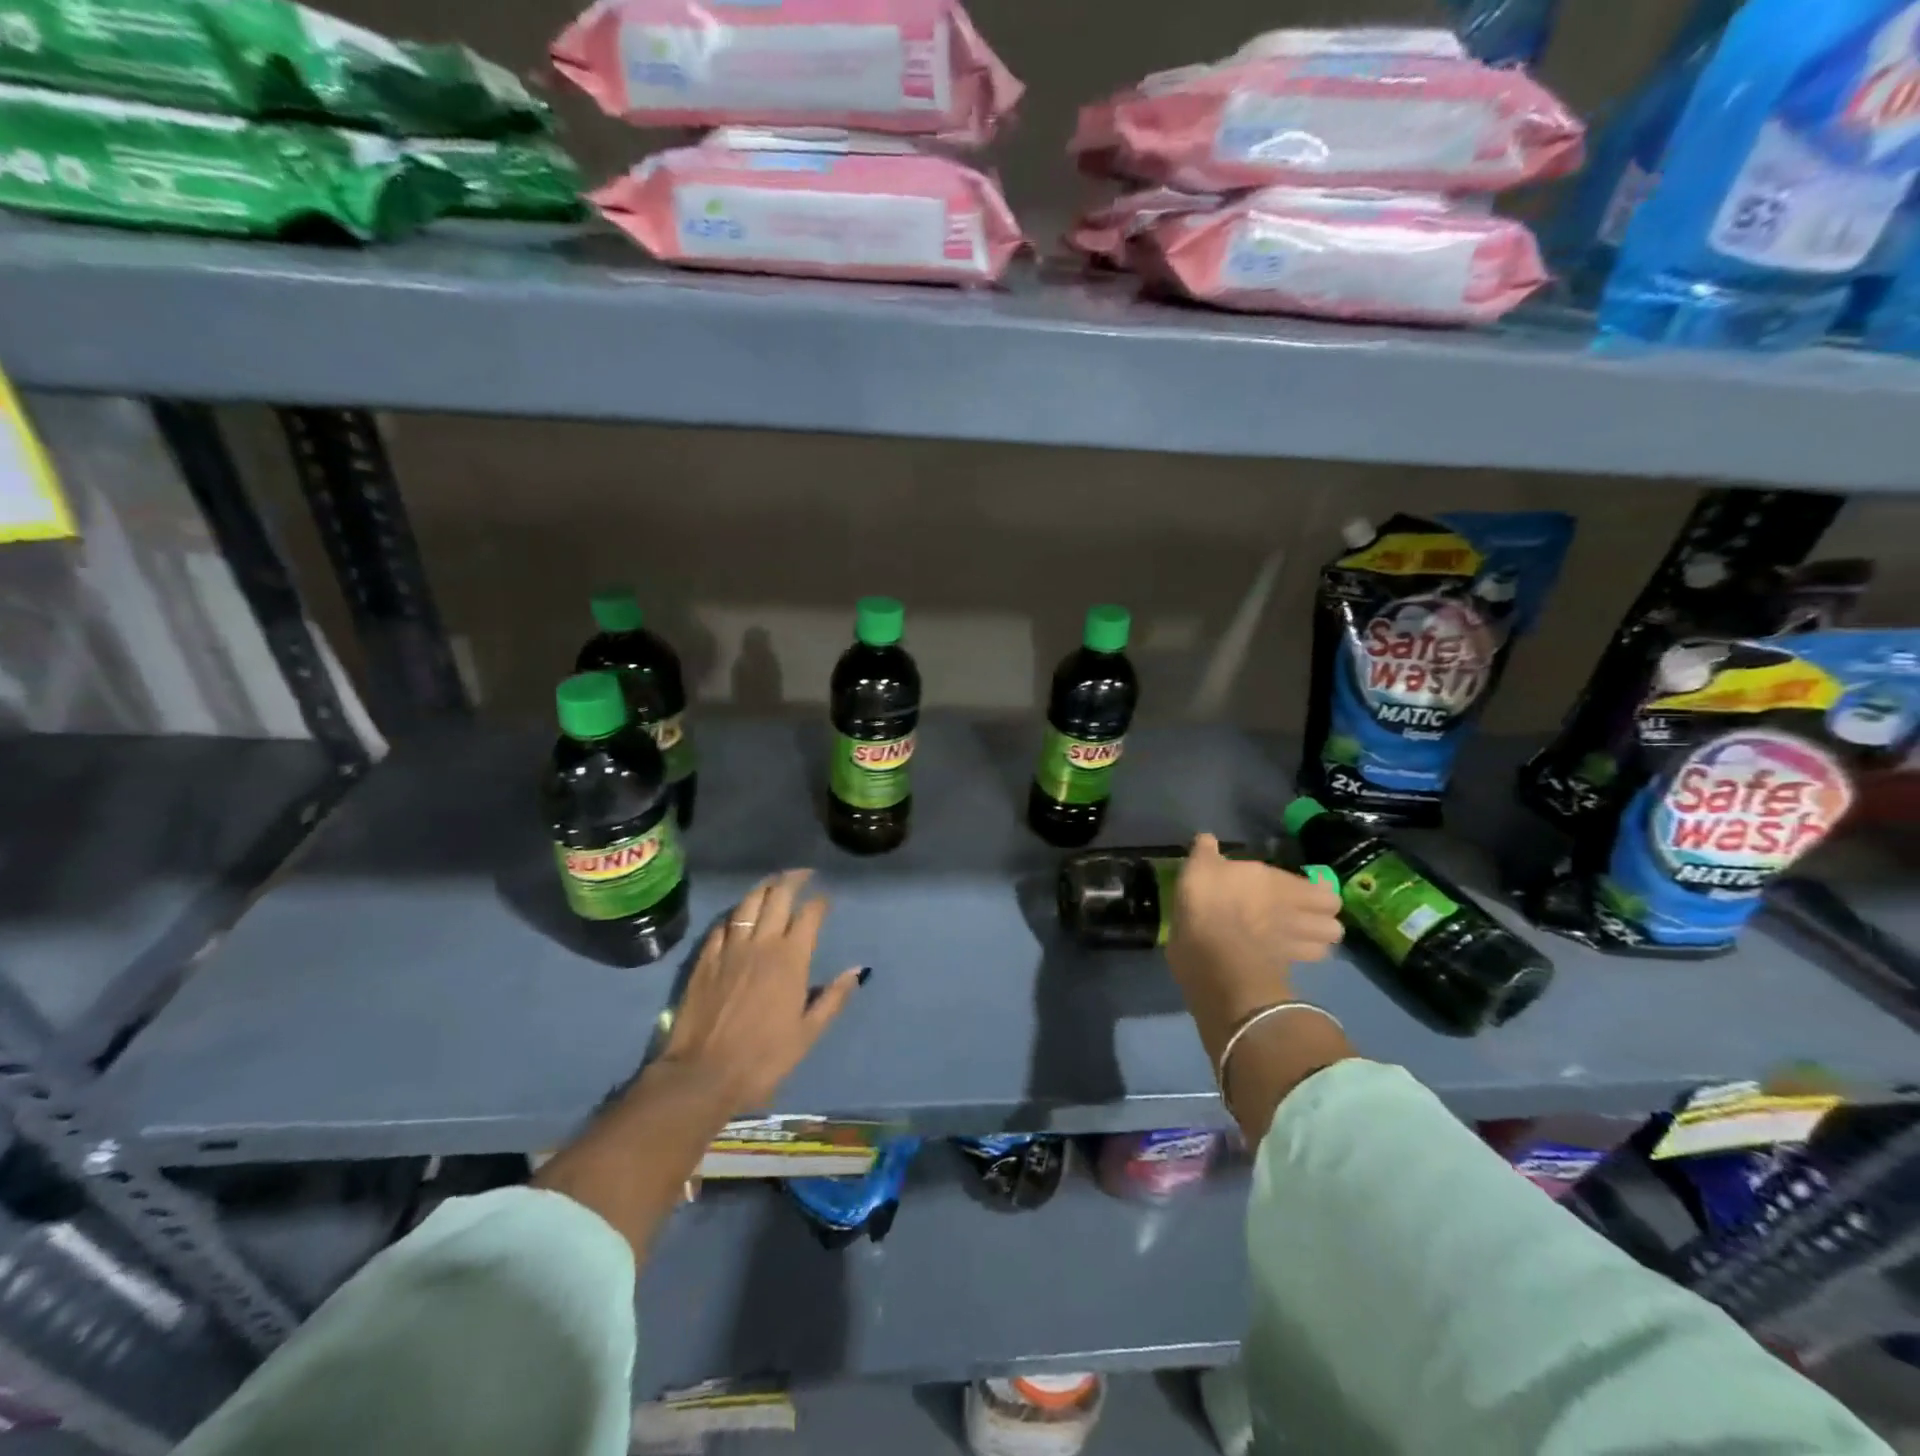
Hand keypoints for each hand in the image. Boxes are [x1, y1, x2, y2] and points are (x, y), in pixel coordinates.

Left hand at [534, 868, 862, 1262]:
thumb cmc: (763, 1058)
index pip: (809, 915)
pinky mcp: (705, 958)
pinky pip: (722, 925)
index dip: (820, 902)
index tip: (826, 899)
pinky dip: (735, 914)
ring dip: (764, 888)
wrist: (703, 1074)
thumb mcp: (808, 1033)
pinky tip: (739, 916)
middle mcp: (761, 943)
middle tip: (803, 875)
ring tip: (774, 883)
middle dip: (793, 879)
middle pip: (778, 896)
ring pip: (748, 903)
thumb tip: (857, 970)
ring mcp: (729, 948)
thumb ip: (832, 998)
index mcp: (790, 959)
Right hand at [1164, 833, 1343, 1062]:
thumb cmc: (1208, 900)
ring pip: (1326, 947)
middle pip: (1334, 924)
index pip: (1324, 891)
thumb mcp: (1199, 867)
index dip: (1319, 892)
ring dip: (1317, 943)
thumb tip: (1206, 837)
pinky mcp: (1282, 969)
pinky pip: (1302, 964)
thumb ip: (1206, 852)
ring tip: (1301, 939)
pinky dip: (1298, 960)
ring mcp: (1292, 944)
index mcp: (1280, 883)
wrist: (1211, 951)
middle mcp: (1295, 913)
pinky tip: (1283, 956)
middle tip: (1307, 916)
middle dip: (1325, 920)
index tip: (1307, 890)